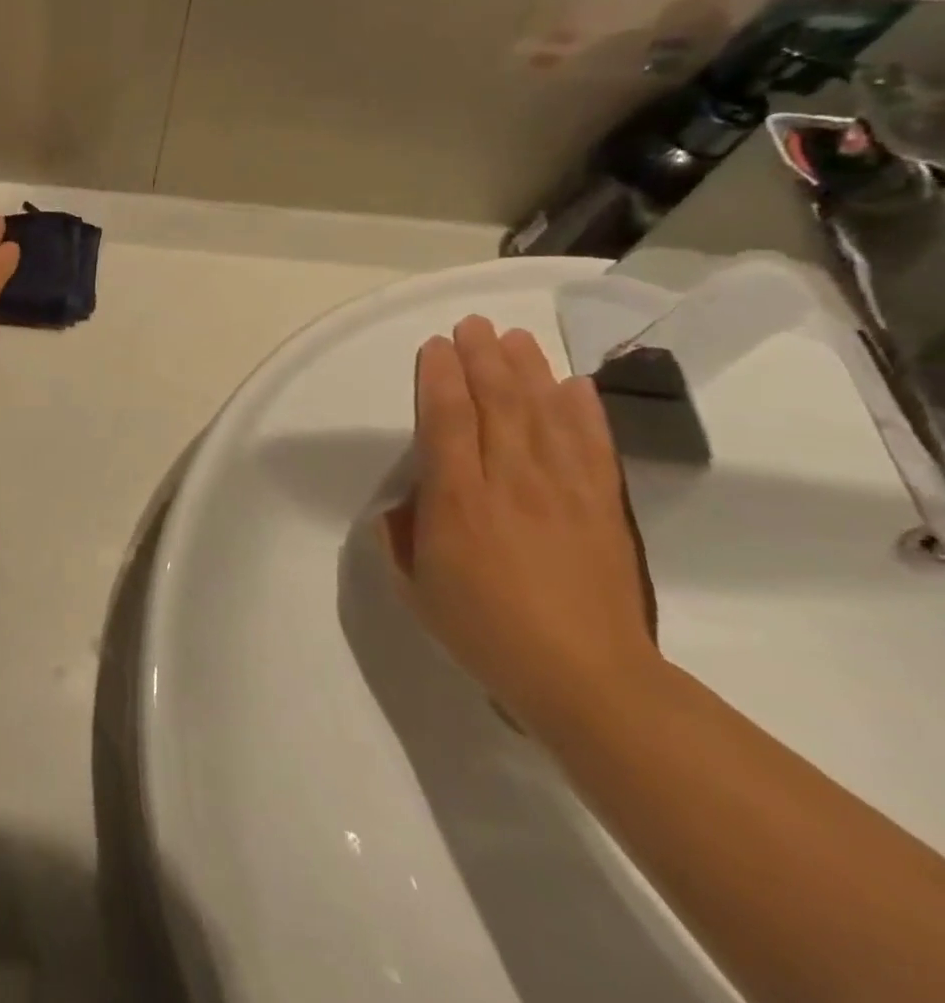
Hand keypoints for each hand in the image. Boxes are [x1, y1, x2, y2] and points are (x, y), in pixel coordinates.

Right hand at [380, 317, 659, 732]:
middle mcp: (508, 482)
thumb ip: (400, 537)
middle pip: (495, 404)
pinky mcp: (602, 506)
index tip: (433, 346)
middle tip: (473, 324)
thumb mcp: (415, 589)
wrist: (586, 678)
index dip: (437, 377)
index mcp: (456, 500)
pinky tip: (574, 383)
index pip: (445, 420)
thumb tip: (407, 504)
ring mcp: (561, 491)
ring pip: (542, 414)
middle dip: (482, 358)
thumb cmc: (485, 632)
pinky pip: (591, 446)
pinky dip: (584, 410)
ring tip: (514, 337)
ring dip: (527, 370)